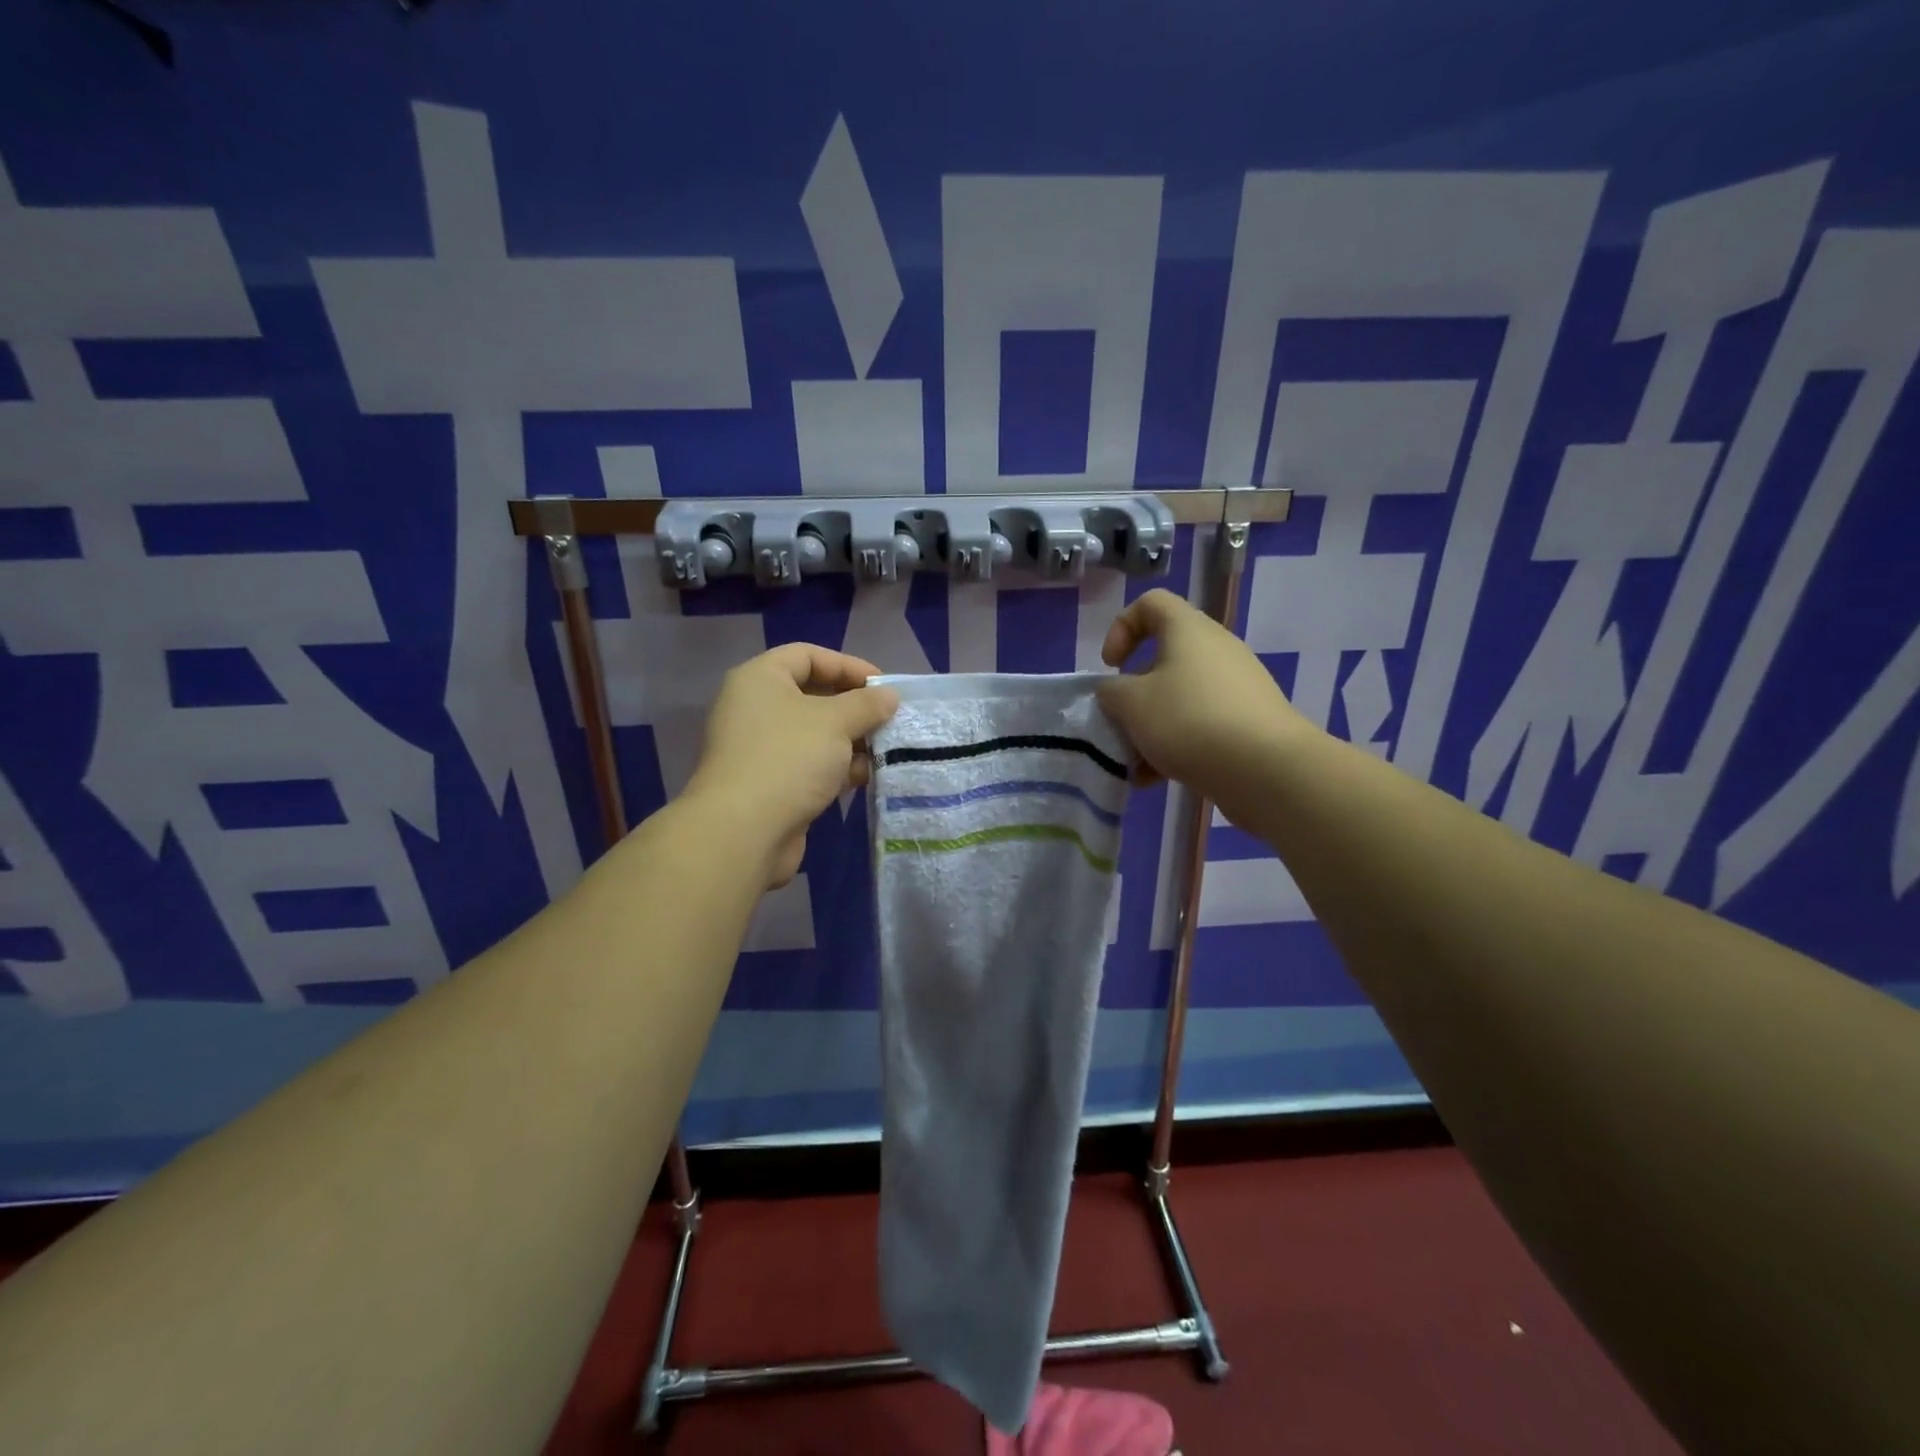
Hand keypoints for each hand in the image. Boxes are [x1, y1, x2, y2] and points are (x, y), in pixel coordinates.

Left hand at [684, 644, 899, 887]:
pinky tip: (868, 776)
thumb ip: (867, 704)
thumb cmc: (789, 758)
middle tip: (889, 718)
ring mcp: (760, 749)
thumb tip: (889, 696)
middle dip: (854, 707)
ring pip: (814, 734)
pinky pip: (809, 765)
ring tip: (887, 749)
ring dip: (851, 740)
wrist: (744, 831)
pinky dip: (838, 767)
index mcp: (760, 679)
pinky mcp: (770, 784)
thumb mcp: (836, 722)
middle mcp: (755, 708)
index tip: (883, 686)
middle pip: (812, 695)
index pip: (807, 655)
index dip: (848, 665)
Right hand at [1096, 589, 1310, 818]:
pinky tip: (1157, 779)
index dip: (1121, 628)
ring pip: (1180, 697)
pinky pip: (1201, 724)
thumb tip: (1115, 692)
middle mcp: (1216, 650)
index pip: (1150, 603)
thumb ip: (1111, 692)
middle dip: (1134, 693)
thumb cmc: (1189, 721)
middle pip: (1163, 658)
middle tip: (1120, 721)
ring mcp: (1236, 687)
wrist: (1267, 769)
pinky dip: (1176, 745)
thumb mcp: (1131, 704)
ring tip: (1135, 763)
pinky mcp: (1248, 721)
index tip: (1111, 667)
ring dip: (1151, 726)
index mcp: (1188, 630)